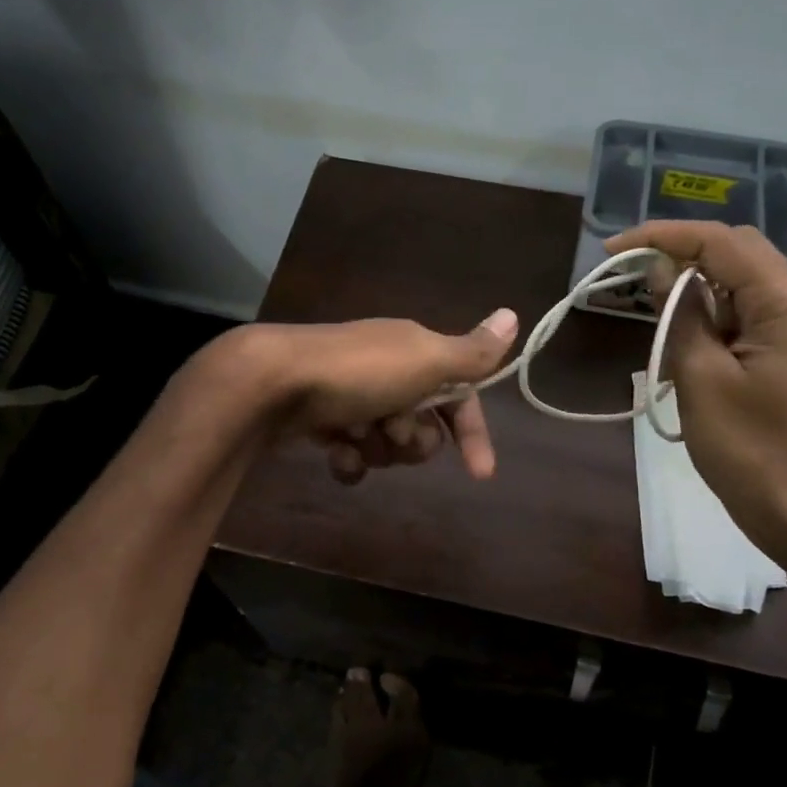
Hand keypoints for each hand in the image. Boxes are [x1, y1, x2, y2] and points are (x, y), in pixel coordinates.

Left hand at [241, 309, 519, 483]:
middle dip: (412, 439)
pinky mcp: (321, 418)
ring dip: (379, 448)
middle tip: (392, 429)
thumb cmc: (359, 373)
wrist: (272, 382)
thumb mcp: (426, 360)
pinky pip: (351, 452)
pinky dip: (348, 458)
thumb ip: (472, 352)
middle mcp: (386, 370)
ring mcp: (351, 395)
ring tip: (356, 437)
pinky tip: (335, 455)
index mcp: (415, 353)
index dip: (471, 431)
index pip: (459, 395)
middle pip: (422, 425)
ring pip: (386, 442)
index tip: (480, 473)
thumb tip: (514, 314)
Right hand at [605, 222, 786, 561]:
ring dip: (691, 285)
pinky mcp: (782, 353)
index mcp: (784, 305)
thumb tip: (661, 268)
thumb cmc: (747, 448)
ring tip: (646, 305)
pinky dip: (704, 315)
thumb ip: (682, 315)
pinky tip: (676, 337)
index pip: (722, 243)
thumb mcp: (702, 377)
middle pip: (735, 251)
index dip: (664, 236)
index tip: (613, 249)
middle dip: (680, 251)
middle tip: (629, 269)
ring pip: (737, 282)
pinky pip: (740, 315)